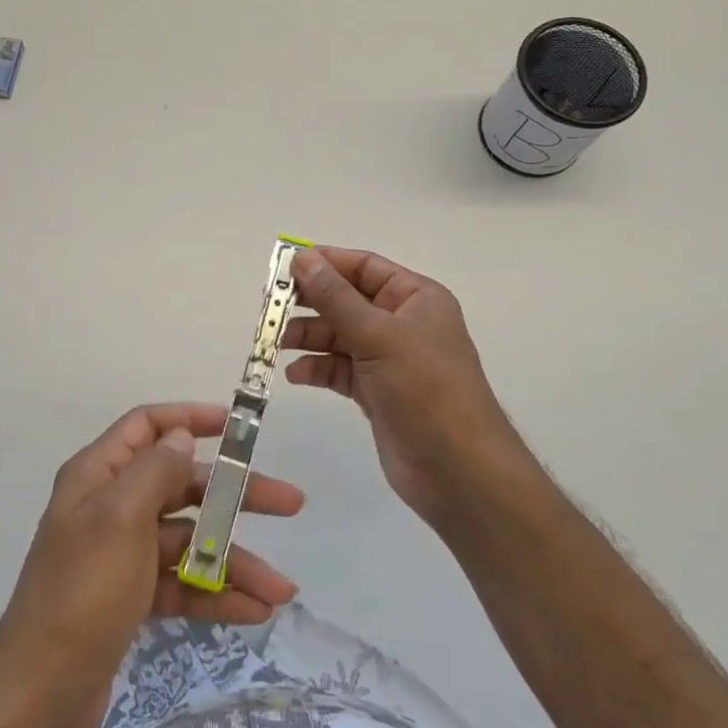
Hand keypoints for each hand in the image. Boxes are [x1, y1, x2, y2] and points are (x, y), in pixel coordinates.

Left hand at [0, 402, 302, 727]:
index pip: (147, 426)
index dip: (190, 418)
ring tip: (282, 589)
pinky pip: (181, 584)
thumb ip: (155, 470)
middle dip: (234, 496)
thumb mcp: (121, 518)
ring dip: (234, 560)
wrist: (41, 693)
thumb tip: (181, 435)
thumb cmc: (83, 591)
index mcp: (98, 475)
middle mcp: (109, 507)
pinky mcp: (129, 598)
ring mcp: (120, 554)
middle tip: (291, 504)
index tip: (237, 427)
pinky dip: (215, 594)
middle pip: (180, 485)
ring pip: (188, 541)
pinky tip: (255, 612)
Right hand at [284, 248, 533, 530]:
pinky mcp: (376, 391)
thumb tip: (303, 258)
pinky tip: (296, 375)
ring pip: (338, 335)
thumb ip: (335, 297)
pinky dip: (317, 368)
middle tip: (270, 306)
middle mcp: (402, 323)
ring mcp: (388, 359)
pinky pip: (338, 369)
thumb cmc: (425, 388)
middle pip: (346, 300)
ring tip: (277, 343)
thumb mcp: (378, 335)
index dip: (325, 262)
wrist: (457, 469)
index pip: (364, 266)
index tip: (284, 266)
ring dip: (308, 336)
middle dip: (310, 302)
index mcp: (415, 298)